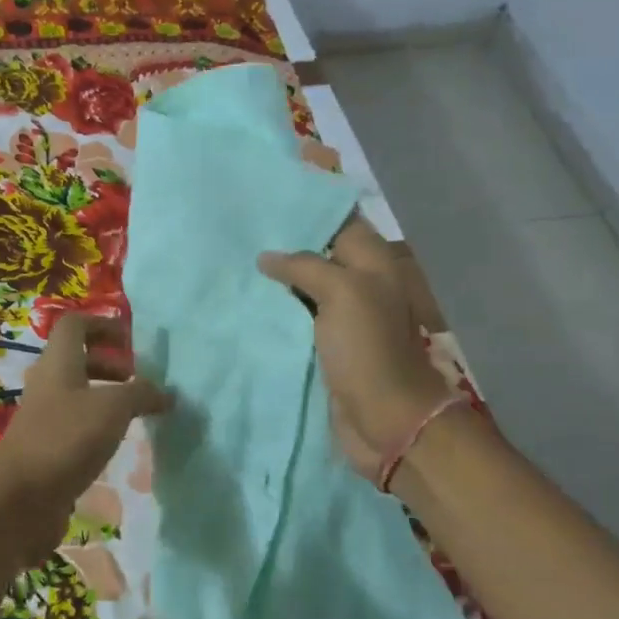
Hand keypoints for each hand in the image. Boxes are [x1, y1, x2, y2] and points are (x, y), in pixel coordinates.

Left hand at [0, 315, 169, 562]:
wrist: (20, 499)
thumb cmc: (66, 438)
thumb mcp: (113, 408)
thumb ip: (141, 393)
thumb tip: (165, 393)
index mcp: (58, 362)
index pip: (75, 324)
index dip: (103, 324)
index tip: (132, 341)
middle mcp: (47, 383)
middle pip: (77, 359)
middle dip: (110, 363)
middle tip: (140, 380)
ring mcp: (43, 416)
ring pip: (77, 393)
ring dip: (106, 396)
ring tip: (136, 414)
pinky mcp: (45, 447)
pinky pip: (74, 424)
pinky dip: (97, 426)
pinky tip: (116, 443)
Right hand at [258, 215, 452, 478]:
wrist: (384, 418)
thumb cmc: (367, 348)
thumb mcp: (342, 292)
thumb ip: (305, 265)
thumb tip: (267, 257)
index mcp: (371, 261)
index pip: (338, 220)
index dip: (306, 208)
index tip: (264, 200)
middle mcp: (358, 281)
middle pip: (318, 251)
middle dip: (283, 241)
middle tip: (239, 229)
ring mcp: (341, 314)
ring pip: (304, 284)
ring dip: (276, 276)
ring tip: (234, 258)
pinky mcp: (324, 342)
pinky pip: (297, 315)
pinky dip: (275, 307)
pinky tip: (245, 298)